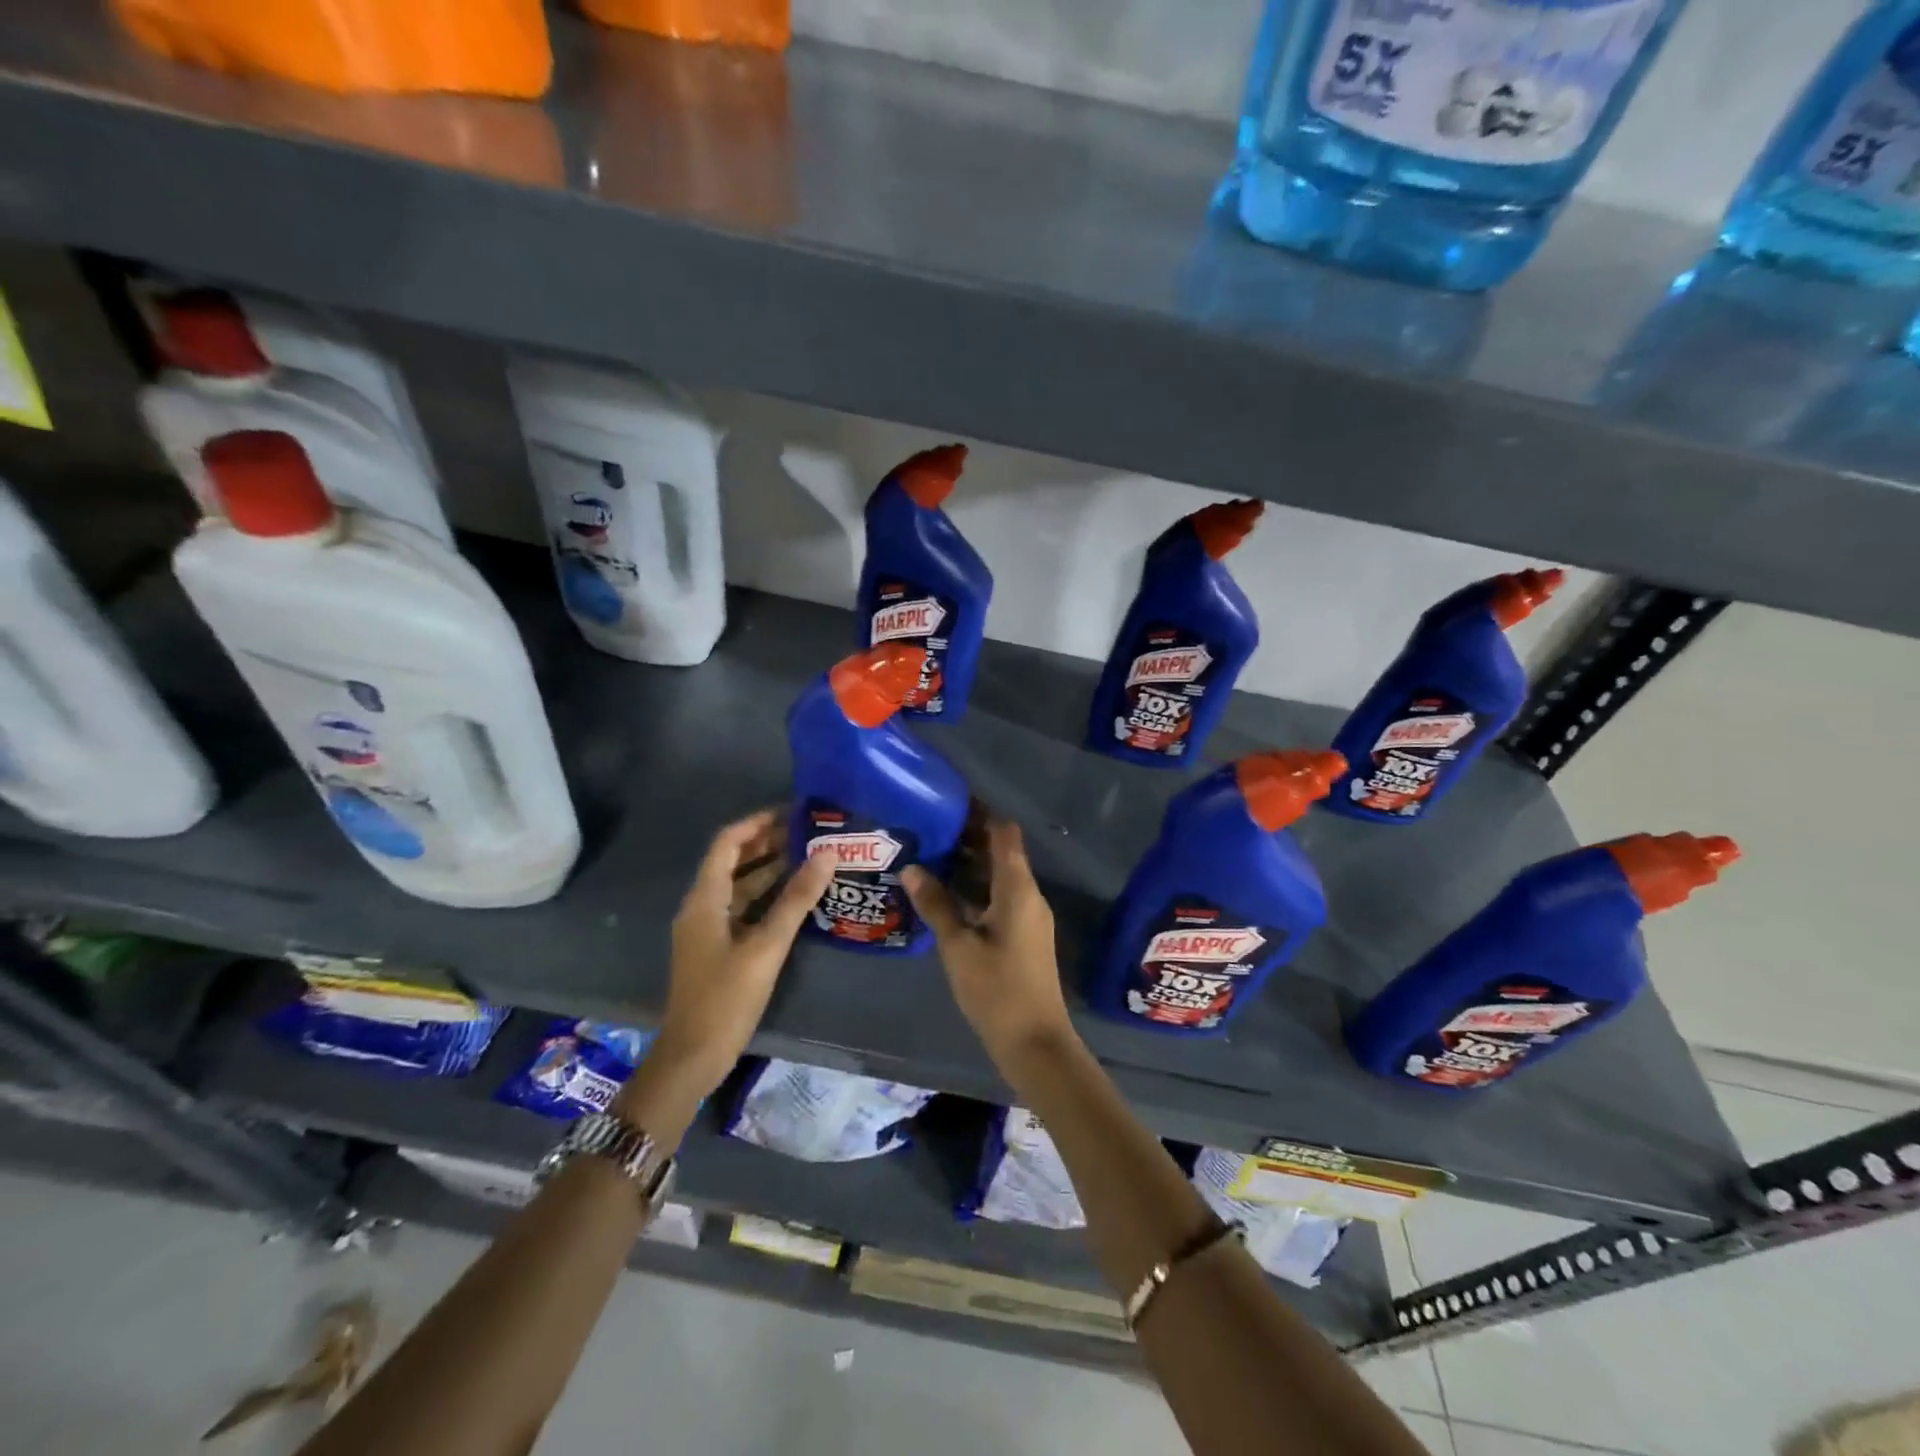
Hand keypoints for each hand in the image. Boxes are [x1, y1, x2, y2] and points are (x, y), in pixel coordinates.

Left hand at [651, 809, 832, 1096]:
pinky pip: (743, 907)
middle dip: (768, 843)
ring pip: (740, 885)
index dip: (758, 823)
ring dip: (770, 868)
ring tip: (810, 856)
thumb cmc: (726, 997)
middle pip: (733, 861)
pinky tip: (797, 896)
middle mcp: (702, 906)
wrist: (693, 1056)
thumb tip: (826, 855)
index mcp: (704, 898)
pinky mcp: (718, 947)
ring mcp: (709, 927)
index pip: (727, 842)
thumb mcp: (766, 946)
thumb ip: (795, 899)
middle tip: (810, 832)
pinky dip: (767, 895)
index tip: (793, 812)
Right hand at [902, 815, 1075, 1075]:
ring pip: (999, 876)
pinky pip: (1000, 897)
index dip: (980, 813)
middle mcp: (1028, 894)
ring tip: (929, 856)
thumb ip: (936, 904)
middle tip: (928, 830)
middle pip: (1002, 852)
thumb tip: (912, 868)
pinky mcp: (1024, 935)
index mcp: (1017, 888)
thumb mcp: (958, 946)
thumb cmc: (996, 990)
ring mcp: (1029, 916)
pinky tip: (945, 896)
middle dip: (968, 838)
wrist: (1035, 1042)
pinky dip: (976, 889)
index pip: (1004, 833)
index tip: (948, 803)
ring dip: (970, 865)